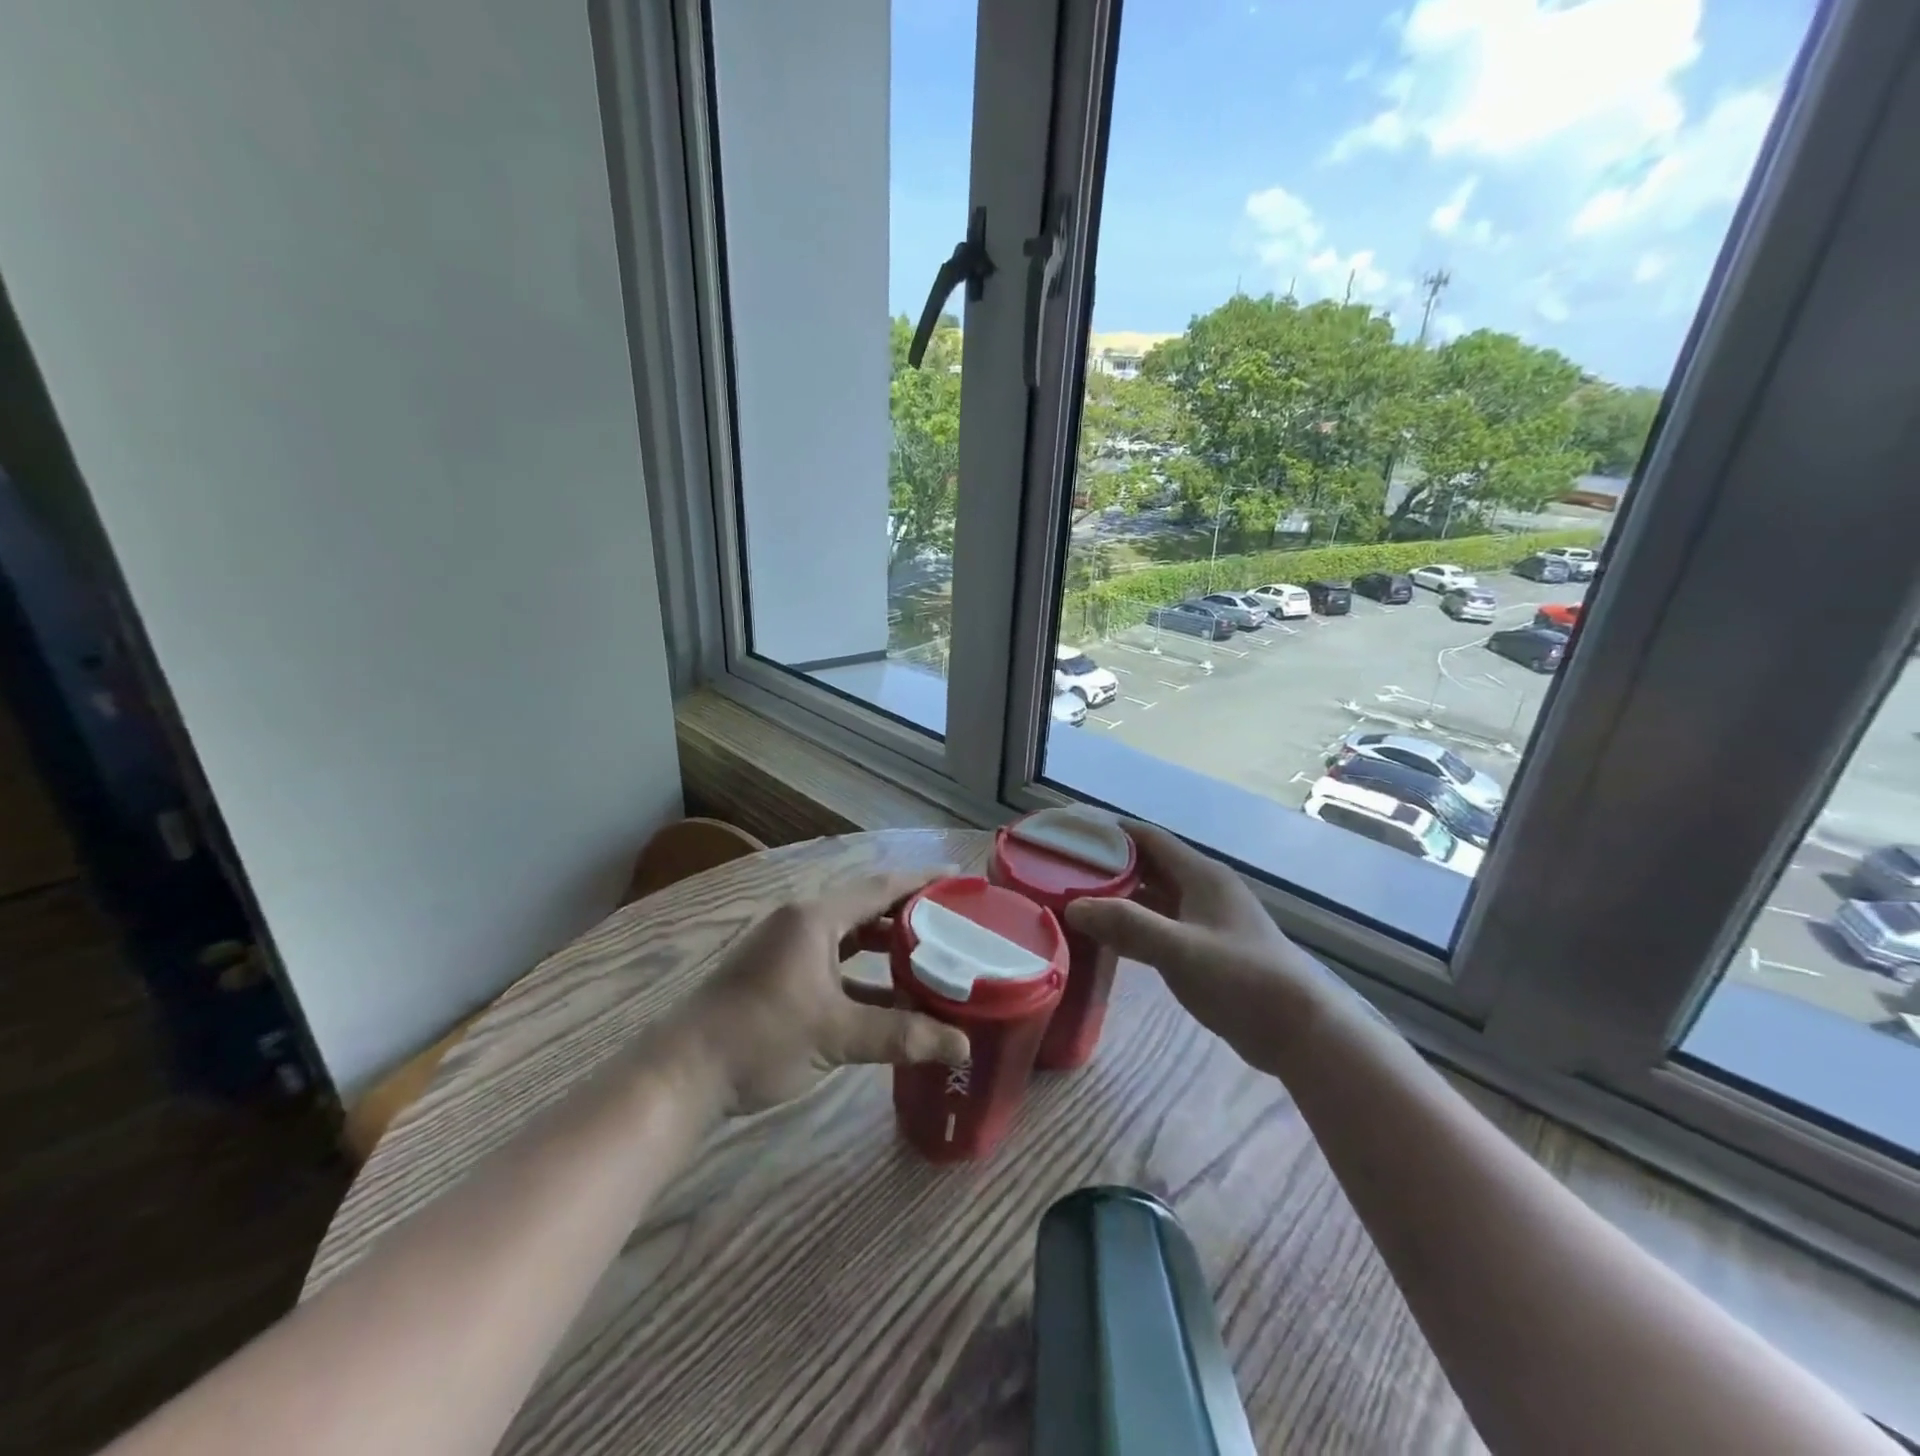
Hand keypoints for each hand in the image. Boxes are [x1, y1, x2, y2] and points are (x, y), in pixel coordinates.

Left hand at [664, 870, 971, 1114]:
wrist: (683, 1073)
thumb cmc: (761, 1037)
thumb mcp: (837, 1035)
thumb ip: (902, 1036)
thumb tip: (963, 1046)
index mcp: (815, 918)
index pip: (881, 887)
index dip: (923, 882)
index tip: (960, 881)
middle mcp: (802, 922)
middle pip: (867, 908)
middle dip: (910, 914)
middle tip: (955, 923)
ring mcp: (787, 948)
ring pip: (850, 937)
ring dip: (887, 946)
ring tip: (932, 956)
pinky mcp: (779, 975)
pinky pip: (834, 962)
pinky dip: (863, 974)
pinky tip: (890, 997)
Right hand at [1064, 821, 1347, 1073]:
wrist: (1299, 1031)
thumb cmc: (1242, 979)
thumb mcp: (1181, 950)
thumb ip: (1127, 925)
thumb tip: (1073, 907)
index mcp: (1201, 875)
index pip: (1148, 838)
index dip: (1110, 832)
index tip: (1071, 833)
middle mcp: (1201, 889)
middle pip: (1147, 866)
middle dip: (1107, 866)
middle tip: (1062, 871)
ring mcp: (1204, 921)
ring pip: (1152, 898)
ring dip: (1118, 898)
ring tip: (1074, 900)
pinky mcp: (1204, 949)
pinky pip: (1159, 926)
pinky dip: (1132, 926)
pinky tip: (1105, 938)